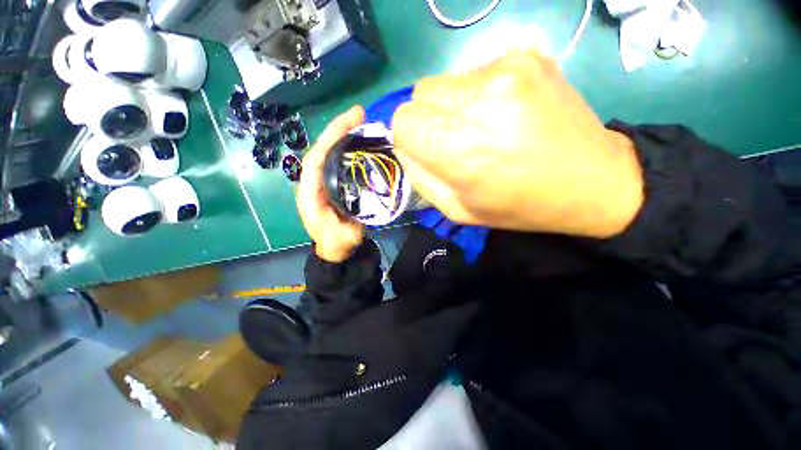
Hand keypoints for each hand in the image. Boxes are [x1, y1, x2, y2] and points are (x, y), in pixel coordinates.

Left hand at [297, 106, 365, 261]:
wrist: (336, 247)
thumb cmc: (335, 243)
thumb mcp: (339, 239)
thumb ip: (345, 226)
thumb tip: (358, 204)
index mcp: (310, 192)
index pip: (316, 159)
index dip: (331, 139)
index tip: (350, 122)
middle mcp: (315, 181)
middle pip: (324, 149)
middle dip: (339, 129)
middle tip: (360, 113)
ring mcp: (326, 180)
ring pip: (332, 153)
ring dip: (345, 135)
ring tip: (363, 121)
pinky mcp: (335, 182)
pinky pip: (341, 161)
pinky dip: (351, 149)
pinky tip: (364, 141)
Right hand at [392, 50, 643, 237]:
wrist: (591, 180)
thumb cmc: (517, 205)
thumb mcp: (457, 210)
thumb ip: (421, 179)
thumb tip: (404, 148)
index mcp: (461, 150)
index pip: (403, 121)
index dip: (408, 137)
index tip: (425, 149)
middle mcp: (481, 102)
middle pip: (420, 94)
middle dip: (427, 119)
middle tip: (455, 139)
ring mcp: (507, 70)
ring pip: (445, 81)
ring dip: (452, 106)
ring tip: (483, 127)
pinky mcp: (527, 56)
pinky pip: (475, 71)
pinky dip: (478, 93)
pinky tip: (504, 112)